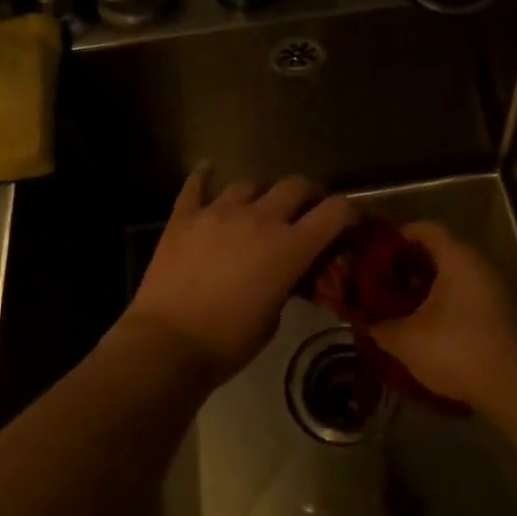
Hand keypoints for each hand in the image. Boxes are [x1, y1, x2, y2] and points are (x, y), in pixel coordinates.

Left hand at [124, 166, 357, 383]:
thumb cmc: (228, 342)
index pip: (335, 211)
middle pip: (295, 185)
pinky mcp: (184, 217)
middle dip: (308, 194)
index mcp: (289, 247)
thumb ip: (287, 283)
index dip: (349, 211)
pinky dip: (204, 177)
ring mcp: (218, 212)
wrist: (167, 345)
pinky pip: (196, 185)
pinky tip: (207, 170)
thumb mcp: (274, 318)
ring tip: (256, 207)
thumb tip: (286, 272)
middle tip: (306, 208)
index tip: (349, 220)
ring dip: (260, 194)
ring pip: (250, 184)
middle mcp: (259, 218)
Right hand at [367, 222, 516, 415]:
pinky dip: (446, 302)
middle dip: (409, 264)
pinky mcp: (504, 313)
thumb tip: (363, 322)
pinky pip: (467, 295)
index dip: (399, 236)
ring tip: (401, 305)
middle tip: (383, 281)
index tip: (376, 251)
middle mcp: (480, 264)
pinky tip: (428, 326)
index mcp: (457, 257)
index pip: (425, 229)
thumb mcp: (407, 341)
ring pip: (455, 275)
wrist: (516, 386)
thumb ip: (380, 327)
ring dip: (428, 287)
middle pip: (440, 252)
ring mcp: (496, 288)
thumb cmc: (457, 349)